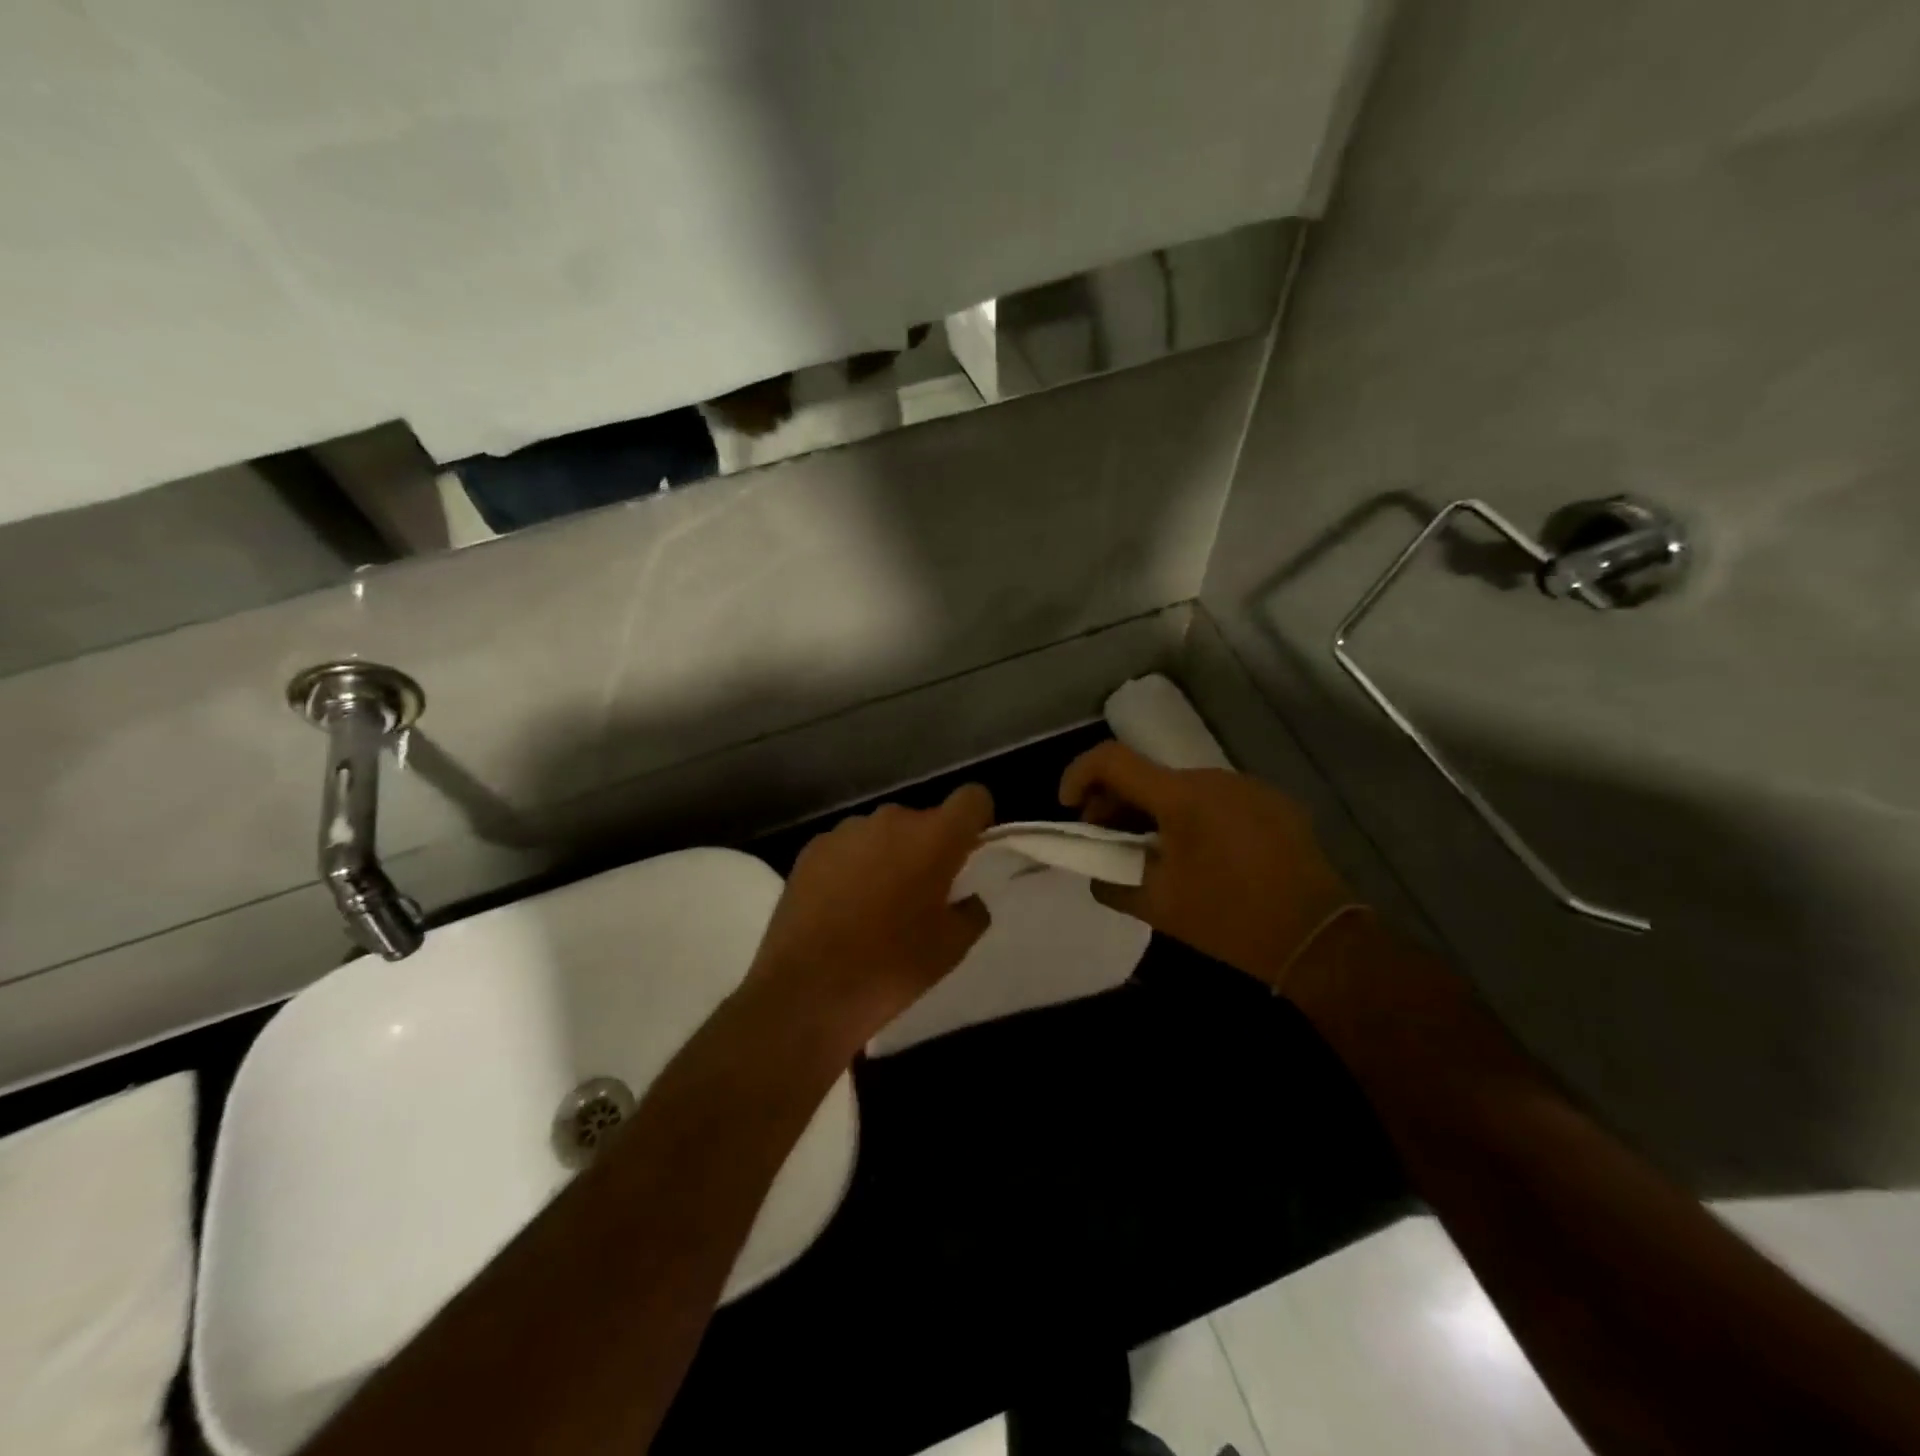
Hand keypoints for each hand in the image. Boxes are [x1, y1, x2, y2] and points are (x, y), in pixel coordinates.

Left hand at [744, 784, 994, 1054]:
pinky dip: (854, 867)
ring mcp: (846, 831)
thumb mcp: (951, 949)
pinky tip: (842, 908)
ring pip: (884, 834)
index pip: (972, 798)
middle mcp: (891, 820)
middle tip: (923, 895)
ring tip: (877, 905)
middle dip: (929, 848)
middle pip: (924, 820)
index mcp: (934, 837)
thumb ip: (971, 911)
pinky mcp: (812, 849)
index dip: (977, 820)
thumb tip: (966, 898)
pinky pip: (848, 848)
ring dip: (889, 856)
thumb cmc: (890, 967)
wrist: (806, 989)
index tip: (969, 853)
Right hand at [1059, 742, 1355, 992]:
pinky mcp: (1275, 803)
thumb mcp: (1157, 906)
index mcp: (1182, 796)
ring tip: (1153, 852)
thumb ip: (1111, 882)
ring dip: (1155, 811)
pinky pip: (1217, 799)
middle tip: (1106, 839)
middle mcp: (1215, 777)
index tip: (1068, 806)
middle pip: (1148, 775)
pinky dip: (1192, 816)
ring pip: (1182, 787)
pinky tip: (1201, 855)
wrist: (1317, 940)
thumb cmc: (1229, 920)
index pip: (1112, 760)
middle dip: (1116, 802)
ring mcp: (1249, 787)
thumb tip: (1096, 872)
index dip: (1079, 774)